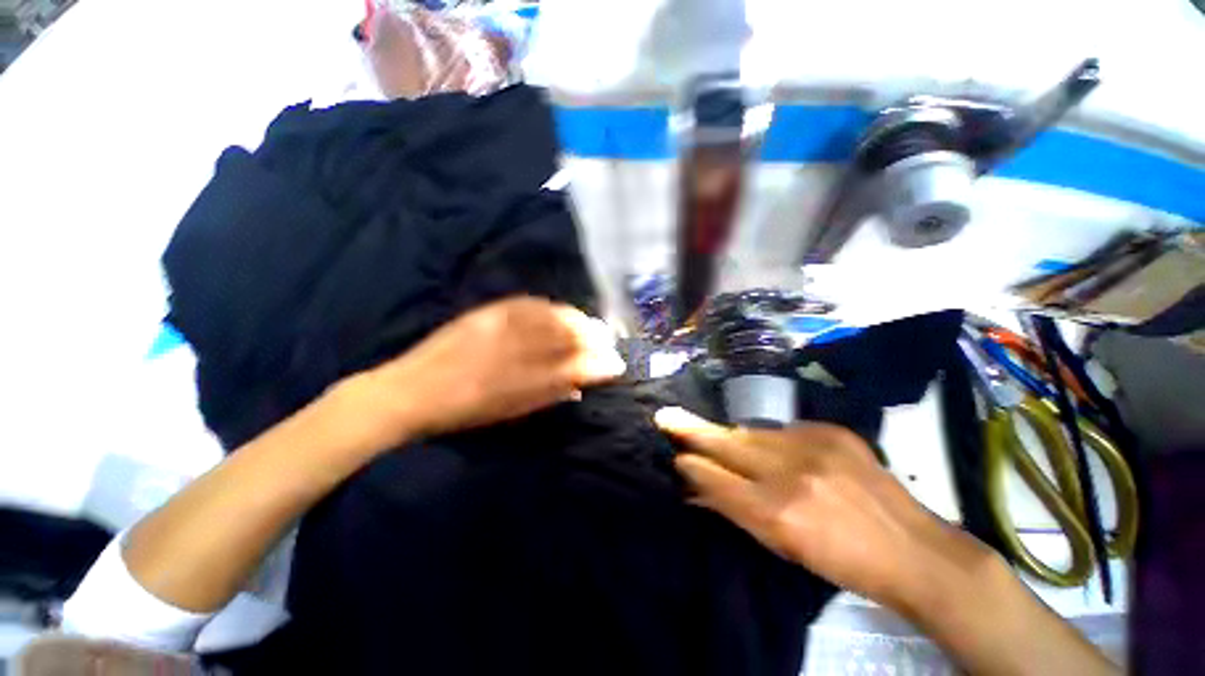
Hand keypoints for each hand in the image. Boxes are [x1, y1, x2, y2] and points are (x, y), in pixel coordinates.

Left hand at [361, 296, 624, 443]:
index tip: (617, 364)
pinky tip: (559, 311)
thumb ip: (548, 396)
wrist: (410, 390)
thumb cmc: (463, 412)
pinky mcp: (486, 314)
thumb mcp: (509, 413)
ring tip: (590, 324)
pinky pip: (527, 304)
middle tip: (608, 340)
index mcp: (520, 384)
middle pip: (565, 338)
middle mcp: (514, 352)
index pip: (572, 369)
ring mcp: (499, 328)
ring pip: (550, 318)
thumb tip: (580, 388)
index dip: (598, 365)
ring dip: (576, 320)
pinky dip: (550, 308)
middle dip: (593, 338)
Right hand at [653, 407, 992, 617]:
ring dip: (732, 437)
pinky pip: (783, 430)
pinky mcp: (833, 432)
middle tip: (666, 417)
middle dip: (694, 431)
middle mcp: (791, 473)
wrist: (915, 550)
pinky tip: (769, 448)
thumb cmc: (842, 561)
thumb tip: (695, 491)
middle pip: (728, 444)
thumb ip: (735, 511)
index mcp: (778, 512)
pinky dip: (768, 439)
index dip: (691, 465)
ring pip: (752, 434)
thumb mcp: (782, 547)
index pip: (717, 479)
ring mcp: (815, 446)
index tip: (672, 454)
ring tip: (711, 434)